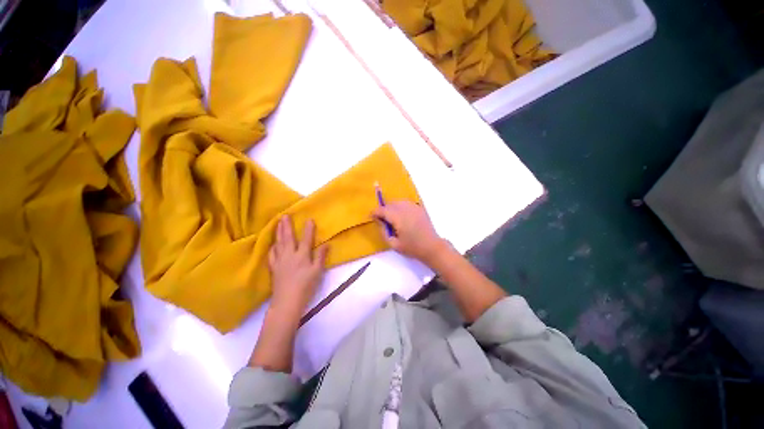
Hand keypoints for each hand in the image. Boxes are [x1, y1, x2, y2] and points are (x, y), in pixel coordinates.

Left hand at [268, 215, 327, 315]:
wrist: (287, 301)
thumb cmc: (306, 286)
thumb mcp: (317, 272)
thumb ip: (321, 257)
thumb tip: (327, 244)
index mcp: (302, 256)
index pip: (306, 239)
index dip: (308, 229)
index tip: (309, 219)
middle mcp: (289, 255)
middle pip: (288, 238)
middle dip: (287, 225)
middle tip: (285, 215)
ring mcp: (280, 261)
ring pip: (278, 243)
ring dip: (278, 232)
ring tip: (277, 223)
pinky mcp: (274, 268)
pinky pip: (272, 254)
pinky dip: (273, 246)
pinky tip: (273, 244)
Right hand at [372, 201, 448, 264]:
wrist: (431, 247)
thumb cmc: (412, 248)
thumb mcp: (394, 244)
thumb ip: (384, 231)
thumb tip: (379, 221)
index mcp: (399, 218)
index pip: (384, 210)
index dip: (376, 212)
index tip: (371, 215)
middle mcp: (406, 209)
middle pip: (391, 204)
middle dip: (384, 209)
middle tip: (381, 218)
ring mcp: (414, 207)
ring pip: (398, 201)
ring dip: (392, 207)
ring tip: (391, 216)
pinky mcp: (419, 208)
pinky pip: (406, 203)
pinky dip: (400, 206)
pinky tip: (401, 214)